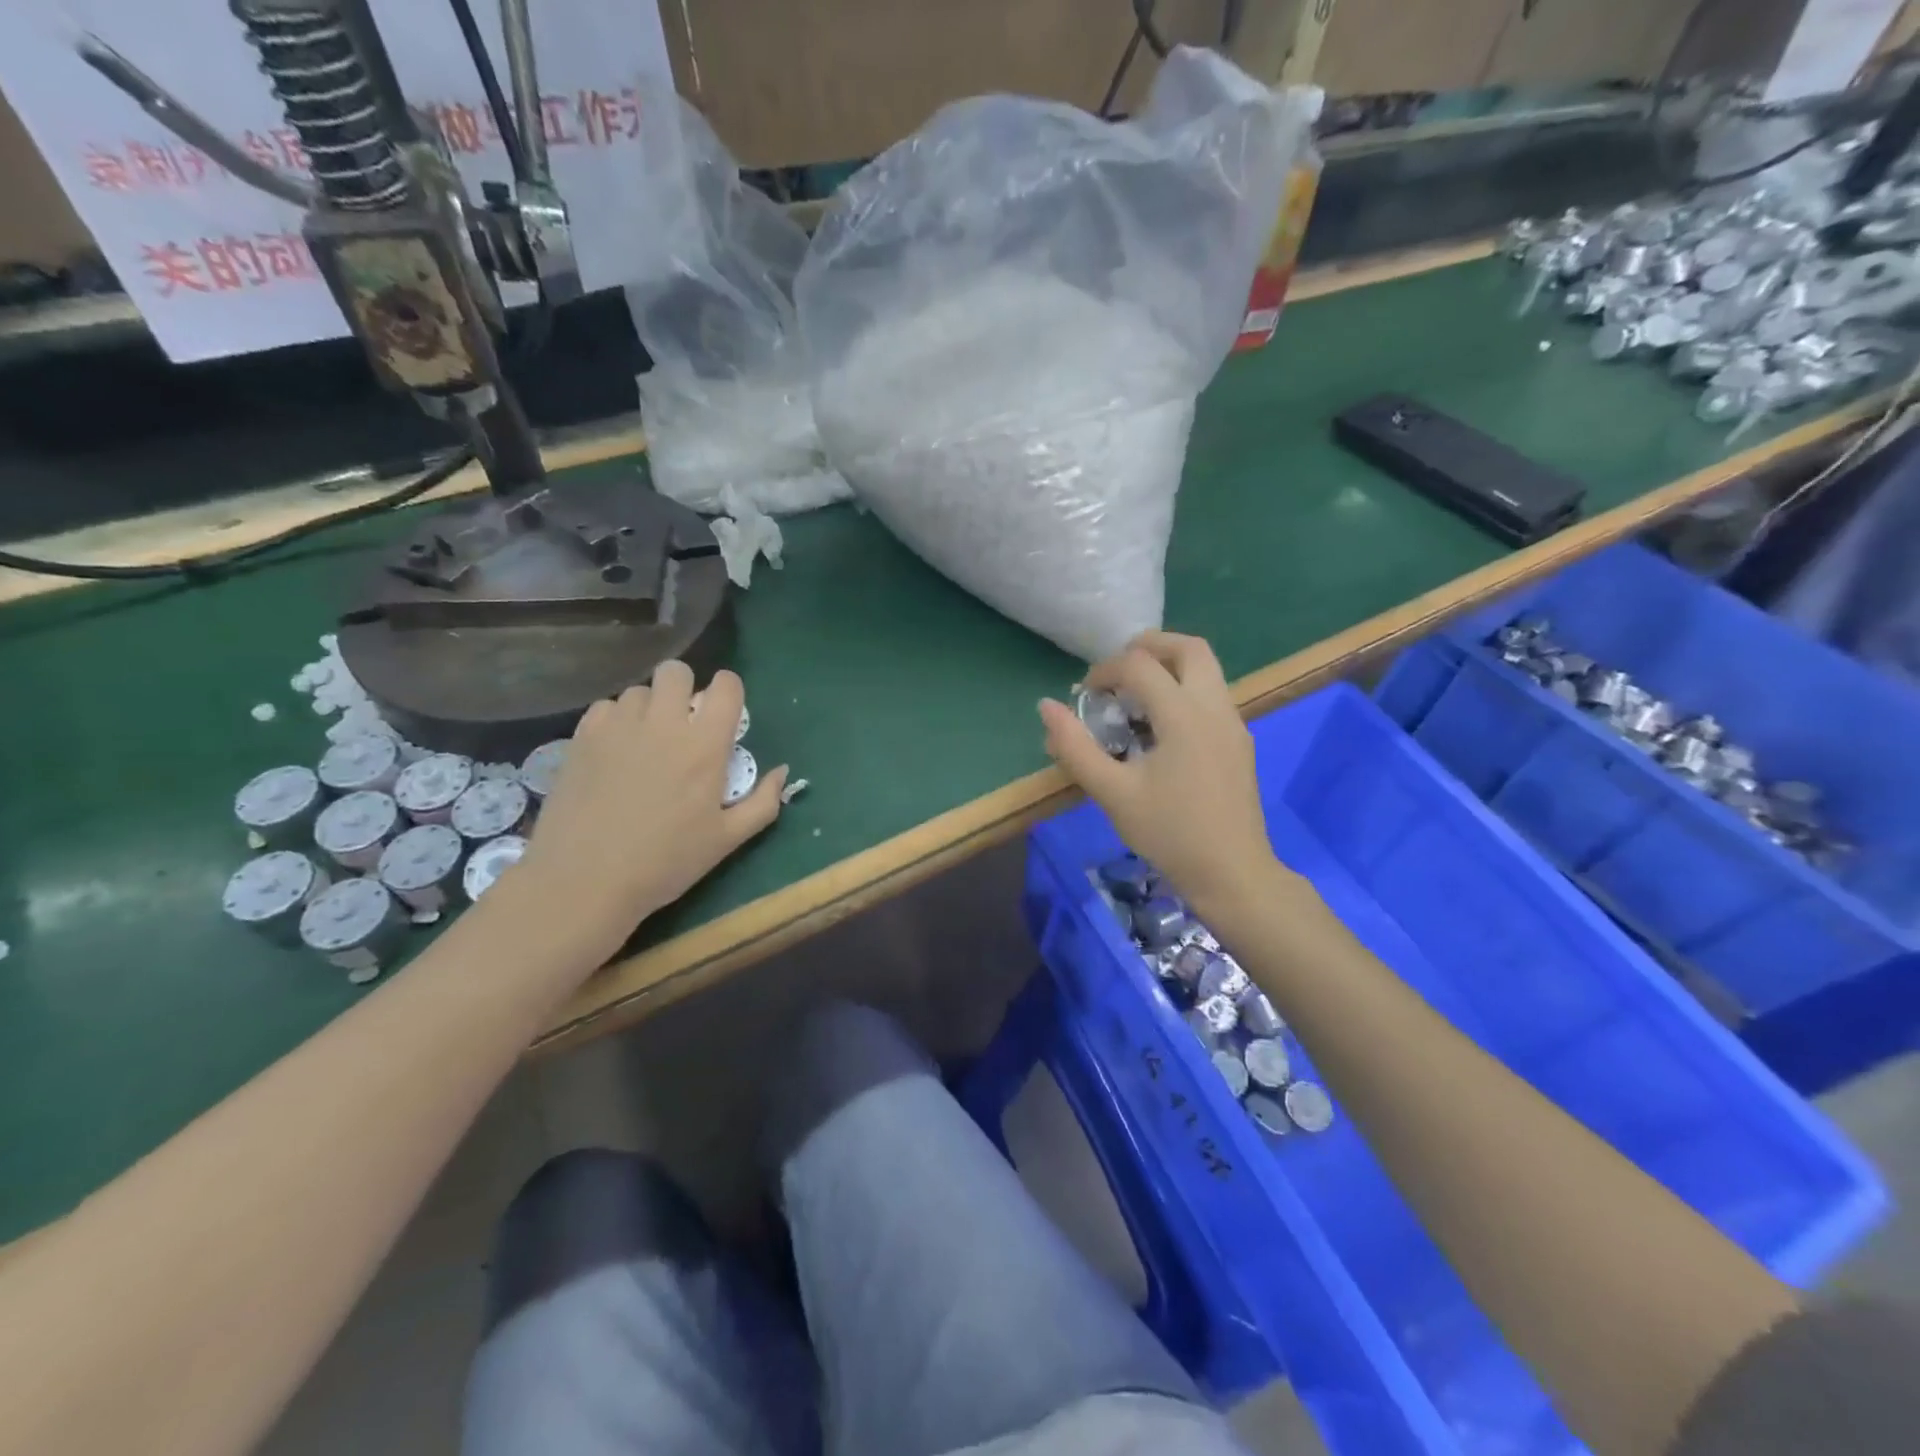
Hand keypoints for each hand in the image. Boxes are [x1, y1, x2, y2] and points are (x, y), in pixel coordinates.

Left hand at [513, 662, 785, 961]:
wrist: (585, 881)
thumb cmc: (665, 863)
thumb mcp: (727, 840)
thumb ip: (763, 802)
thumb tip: (781, 771)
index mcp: (704, 745)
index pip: (726, 687)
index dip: (729, 691)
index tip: (725, 712)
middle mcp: (663, 723)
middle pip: (676, 672)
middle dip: (685, 688)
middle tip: (683, 721)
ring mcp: (618, 727)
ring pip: (639, 690)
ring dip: (649, 707)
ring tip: (645, 741)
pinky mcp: (582, 737)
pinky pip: (605, 708)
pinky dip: (616, 721)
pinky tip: (614, 751)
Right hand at [1040, 632, 1281, 923]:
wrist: (1232, 874)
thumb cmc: (1169, 833)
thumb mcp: (1112, 793)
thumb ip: (1075, 747)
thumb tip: (1046, 707)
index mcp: (1184, 715)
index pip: (1139, 665)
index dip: (1104, 670)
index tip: (1084, 695)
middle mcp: (1215, 708)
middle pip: (1188, 647)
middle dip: (1149, 646)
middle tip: (1117, 669)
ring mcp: (1233, 724)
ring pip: (1206, 669)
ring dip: (1169, 667)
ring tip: (1135, 696)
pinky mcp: (1239, 742)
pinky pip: (1212, 695)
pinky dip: (1183, 690)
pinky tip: (1160, 729)